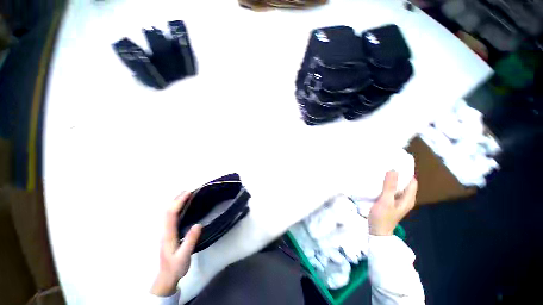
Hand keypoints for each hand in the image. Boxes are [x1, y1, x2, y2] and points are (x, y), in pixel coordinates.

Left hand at [151, 192, 201, 296]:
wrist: (166, 277)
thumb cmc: (175, 267)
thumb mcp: (184, 256)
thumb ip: (190, 241)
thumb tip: (198, 224)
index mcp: (168, 234)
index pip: (172, 214)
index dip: (179, 202)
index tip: (188, 193)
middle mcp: (165, 230)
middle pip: (167, 210)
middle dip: (176, 198)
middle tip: (188, 190)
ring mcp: (165, 232)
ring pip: (167, 213)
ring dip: (175, 202)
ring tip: (185, 195)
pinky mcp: (168, 233)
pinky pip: (170, 216)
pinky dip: (175, 208)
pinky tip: (181, 207)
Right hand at [369, 171, 417, 235]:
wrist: (377, 231)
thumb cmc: (382, 217)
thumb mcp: (385, 201)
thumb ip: (389, 187)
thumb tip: (393, 170)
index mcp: (408, 198)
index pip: (411, 181)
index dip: (405, 172)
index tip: (395, 163)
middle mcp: (405, 199)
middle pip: (404, 183)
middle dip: (397, 174)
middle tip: (386, 165)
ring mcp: (397, 201)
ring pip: (397, 186)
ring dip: (391, 180)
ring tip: (381, 171)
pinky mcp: (390, 202)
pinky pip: (390, 190)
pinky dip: (386, 185)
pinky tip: (378, 182)